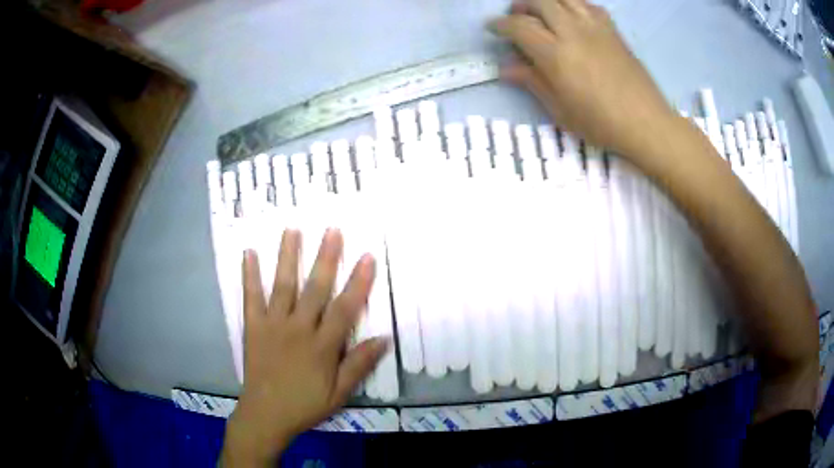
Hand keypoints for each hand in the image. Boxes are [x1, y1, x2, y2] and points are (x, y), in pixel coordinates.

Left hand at [221, 229, 388, 465]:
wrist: (265, 415)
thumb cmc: (305, 405)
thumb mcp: (339, 393)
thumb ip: (359, 365)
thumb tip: (384, 338)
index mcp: (322, 346)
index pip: (345, 308)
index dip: (358, 282)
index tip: (367, 257)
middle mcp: (298, 328)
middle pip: (315, 288)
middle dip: (326, 258)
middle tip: (332, 230)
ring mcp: (273, 325)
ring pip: (283, 285)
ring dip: (288, 256)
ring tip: (292, 229)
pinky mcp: (253, 327)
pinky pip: (251, 297)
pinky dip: (249, 275)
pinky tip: (248, 253)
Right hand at [490, 0, 678, 160]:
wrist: (646, 123)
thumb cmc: (600, 123)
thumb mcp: (560, 110)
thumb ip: (532, 82)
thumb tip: (506, 67)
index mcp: (554, 54)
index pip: (518, 26)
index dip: (500, 24)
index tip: (492, 28)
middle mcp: (572, 31)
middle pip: (539, 2)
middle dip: (522, 5)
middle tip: (517, 17)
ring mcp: (595, 27)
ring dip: (547, 1)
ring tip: (542, 12)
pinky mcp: (612, 30)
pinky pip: (588, 4)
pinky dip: (573, 4)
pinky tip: (572, 15)